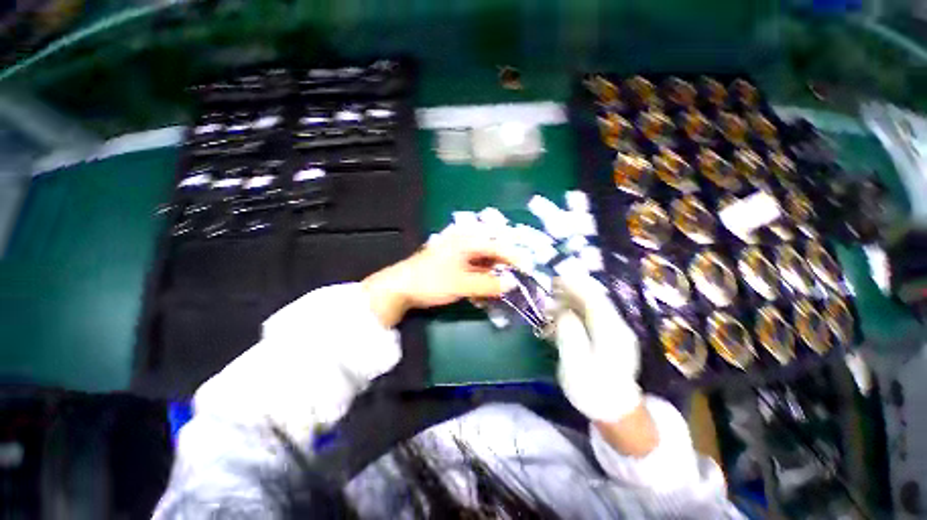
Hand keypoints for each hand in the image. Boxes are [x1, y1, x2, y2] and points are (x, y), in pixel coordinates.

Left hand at [362, 231, 515, 327]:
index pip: (497, 246)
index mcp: (466, 241)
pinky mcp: (451, 265)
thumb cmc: (431, 281)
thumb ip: (488, 285)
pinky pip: (472, 270)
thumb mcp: (462, 284)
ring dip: (492, 276)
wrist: (400, 288)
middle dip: (504, 268)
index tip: (528, 270)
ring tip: (501, 289)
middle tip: (516, 281)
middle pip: (490, 254)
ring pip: (482, 263)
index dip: (514, 258)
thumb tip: (512, 284)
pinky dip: (480, 281)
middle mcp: (463, 244)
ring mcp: (457, 255)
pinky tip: (484, 292)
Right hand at [552, 270, 641, 423]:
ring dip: (574, 298)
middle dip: (573, 289)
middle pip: (595, 299)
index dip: (575, 286)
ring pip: (594, 306)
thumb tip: (563, 312)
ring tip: (553, 299)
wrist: (617, 412)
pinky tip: (564, 313)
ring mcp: (616, 331)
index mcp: (610, 333)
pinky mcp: (612, 337)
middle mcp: (617, 327)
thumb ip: (569, 335)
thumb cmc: (593, 391)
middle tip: (551, 287)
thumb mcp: (575, 365)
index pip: (594, 300)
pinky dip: (578, 309)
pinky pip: (594, 315)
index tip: (555, 279)